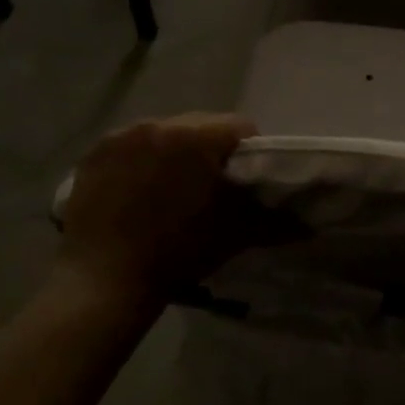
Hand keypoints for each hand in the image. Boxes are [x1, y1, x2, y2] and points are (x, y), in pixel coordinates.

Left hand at [58, 114, 261, 307]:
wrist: (104, 281)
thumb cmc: (178, 252)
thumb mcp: (234, 234)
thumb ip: (275, 220)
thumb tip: (309, 223)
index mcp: (198, 137)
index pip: (241, 126)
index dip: (251, 151)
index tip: (246, 180)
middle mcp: (160, 123)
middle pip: (201, 125)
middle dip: (211, 149)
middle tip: (210, 186)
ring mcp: (123, 135)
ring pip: (165, 132)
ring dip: (175, 152)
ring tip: (170, 189)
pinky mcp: (95, 152)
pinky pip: (131, 145)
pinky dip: (140, 159)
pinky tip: (137, 191)